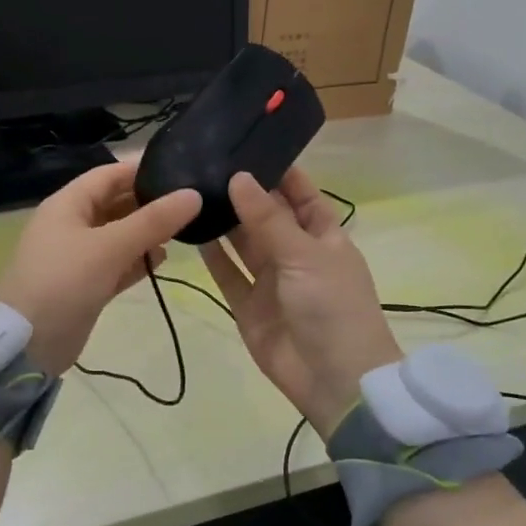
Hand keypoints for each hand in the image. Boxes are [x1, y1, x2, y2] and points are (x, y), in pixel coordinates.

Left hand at [0, 160, 201, 376]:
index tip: (180, 170)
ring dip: (146, 233)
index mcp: (68, 205)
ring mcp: (78, 257)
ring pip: (118, 235)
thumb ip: (153, 221)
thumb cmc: (64, 282)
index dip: (142, 170)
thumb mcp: (109, 247)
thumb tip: (194, 195)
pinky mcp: (86, 285)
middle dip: (149, 203)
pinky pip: (117, 264)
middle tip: (191, 202)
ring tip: (185, 229)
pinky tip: (163, 259)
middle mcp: (72, 225)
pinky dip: (137, 260)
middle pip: (115, 204)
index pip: (109, 175)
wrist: (27, 344)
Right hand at [201, 168, 403, 438]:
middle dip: (243, 193)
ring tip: (192, 190)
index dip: (279, 172)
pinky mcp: (248, 306)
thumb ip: (268, 218)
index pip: (301, 194)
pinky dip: (212, 256)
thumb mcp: (305, 255)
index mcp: (323, 236)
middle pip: (266, 216)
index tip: (247, 145)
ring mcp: (271, 281)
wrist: (335, 381)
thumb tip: (239, 176)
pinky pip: (228, 275)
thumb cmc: (333, 307)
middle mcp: (296, 254)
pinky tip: (191, 231)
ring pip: (243, 244)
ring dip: (224, 221)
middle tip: (206, 163)